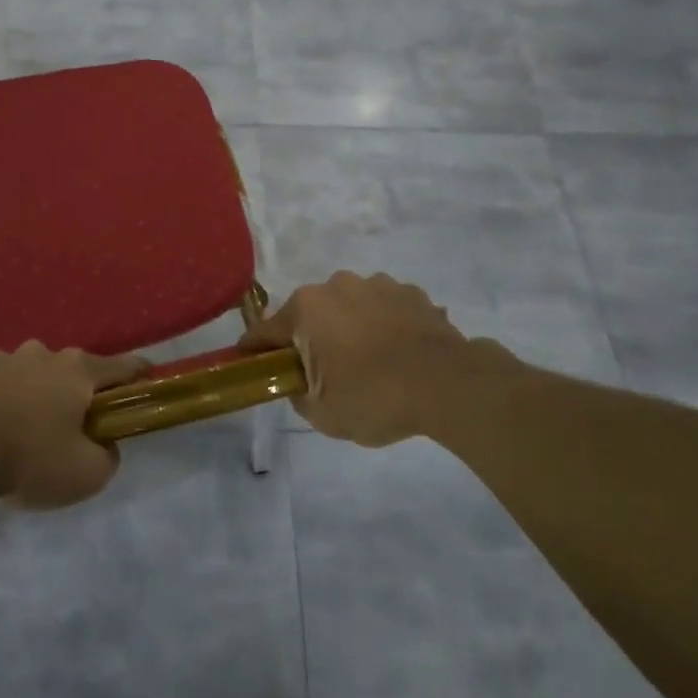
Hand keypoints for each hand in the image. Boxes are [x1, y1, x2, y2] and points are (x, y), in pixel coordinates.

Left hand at [0, 342, 148, 508]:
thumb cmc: (30, 456)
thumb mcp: (85, 474)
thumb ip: (107, 458)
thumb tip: (105, 445)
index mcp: (80, 371)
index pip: (124, 366)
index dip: (140, 375)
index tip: (149, 381)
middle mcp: (48, 354)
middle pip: (78, 370)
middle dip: (83, 392)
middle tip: (80, 424)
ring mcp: (10, 357)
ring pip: (39, 372)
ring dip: (43, 392)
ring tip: (34, 425)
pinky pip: (6, 381)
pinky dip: (10, 396)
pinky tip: (1, 422)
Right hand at [238, 271, 496, 446]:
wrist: (448, 384)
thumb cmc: (373, 397)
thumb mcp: (322, 412)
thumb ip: (297, 394)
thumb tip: (298, 381)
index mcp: (306, 309)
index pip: (266, 331)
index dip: (254, 350)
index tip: (249, 364)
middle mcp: (336, 285)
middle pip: (310, 315)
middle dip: (311, 339)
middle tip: (323, 374)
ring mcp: (377, 284)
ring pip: (349, 309)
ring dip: (350, 329)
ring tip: (370, 364)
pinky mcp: (411, 293)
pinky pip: (385, 310)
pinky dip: (384, 327)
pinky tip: (398, 355)